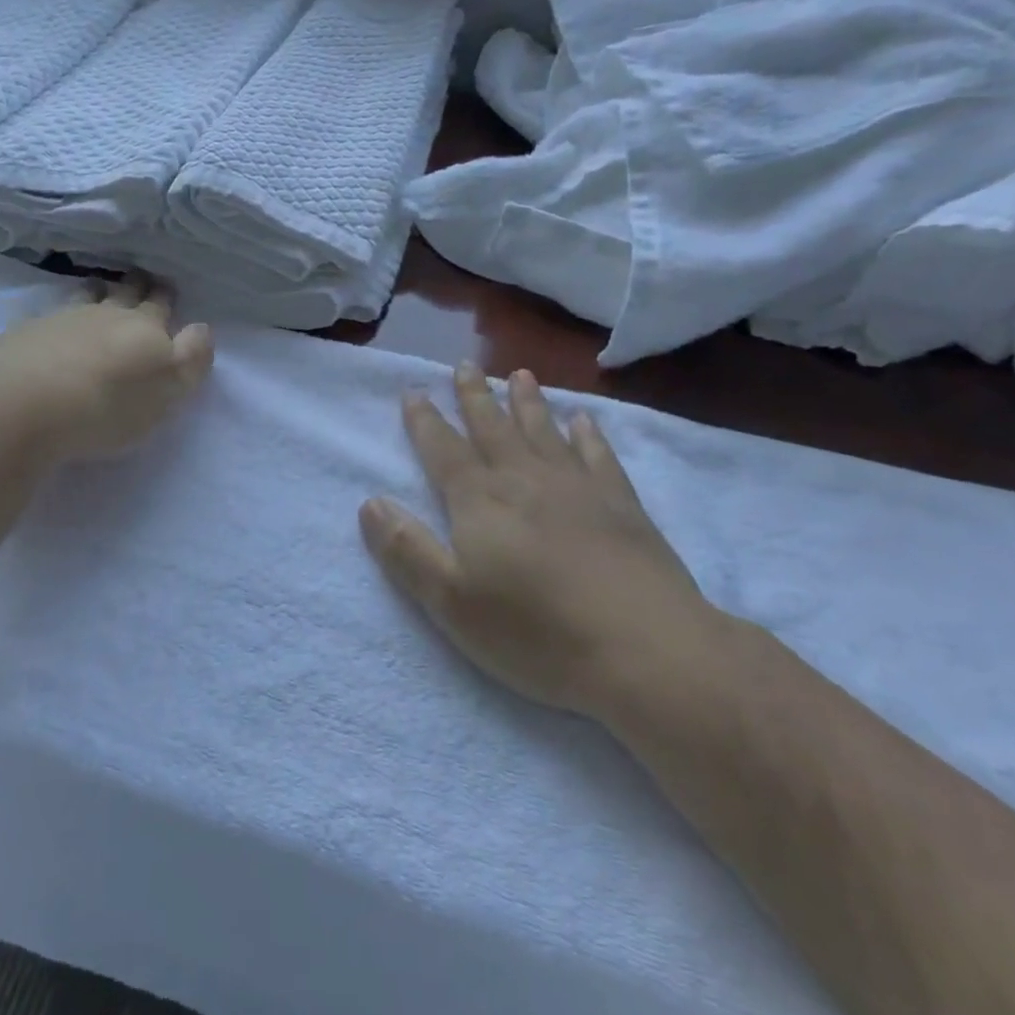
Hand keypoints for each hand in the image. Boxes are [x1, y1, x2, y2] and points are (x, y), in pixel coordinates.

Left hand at [0, 274, 213, 464]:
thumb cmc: (109, 405)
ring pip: (87, 295)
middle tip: (140, 278)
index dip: (165, 295)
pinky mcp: (26, 333)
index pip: (160, 304)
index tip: (167, 288)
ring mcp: (62, 318)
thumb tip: (201, 328)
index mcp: (145, 328)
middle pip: (125, 292)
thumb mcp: (169, 390)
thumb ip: (191, 359)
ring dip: (97, 290)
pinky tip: (56, 322)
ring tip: (99, 288)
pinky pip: (51, 314)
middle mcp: (105, 314)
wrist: (26, 406)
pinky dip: (60, 313)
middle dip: (136, 285)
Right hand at [360, 362, 721, 720]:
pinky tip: (584, 420)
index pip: (443, 450)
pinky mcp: (622, 505)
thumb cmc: (536, 632)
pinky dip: (588, 434)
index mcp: (480, 501)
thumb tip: (369, 503)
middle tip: (465, 364)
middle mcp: (524, 480)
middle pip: (492, 427)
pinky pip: (598, 456)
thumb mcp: (452, 602)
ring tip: (520, 374)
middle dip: (474, 396)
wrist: (645, 649)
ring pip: (543, 431)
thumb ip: (407, 550)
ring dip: (527, 402)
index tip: (414, 391)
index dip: (425, 421)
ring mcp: (577, 488)